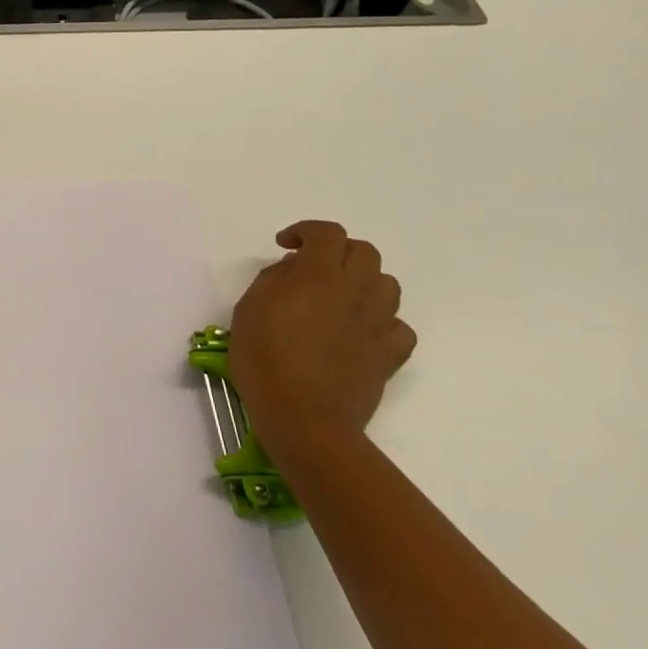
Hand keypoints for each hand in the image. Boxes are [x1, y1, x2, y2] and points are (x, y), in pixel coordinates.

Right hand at [230, 220, 416, 454]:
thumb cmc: (264, 359)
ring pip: (387, 284)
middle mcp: (356, 291)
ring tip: (338, 297)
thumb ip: (273, 280)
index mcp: (319, 276)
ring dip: (363, 282)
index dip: (306, 230)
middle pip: (364, 252)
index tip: (285, 245)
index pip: (327, 233)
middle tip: (311, 268)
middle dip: (338, 251)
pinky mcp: (390, 354)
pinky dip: (382, 321)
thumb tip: (294, 270)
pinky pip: (399, 326)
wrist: (303, 417)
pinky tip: (360, 331)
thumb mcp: (248, 309)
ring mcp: (379, 323)